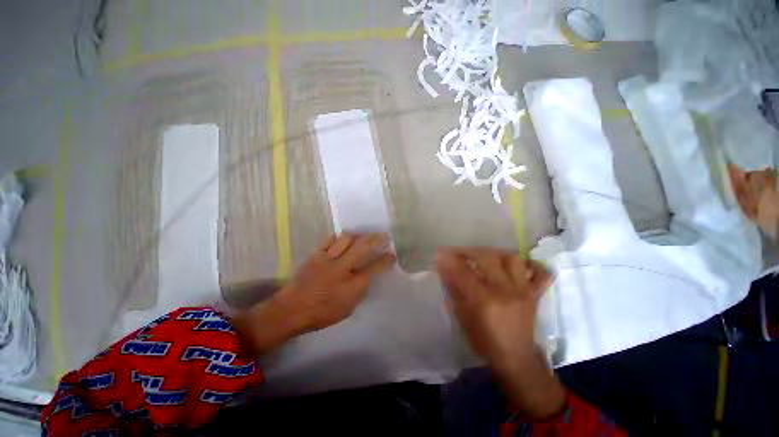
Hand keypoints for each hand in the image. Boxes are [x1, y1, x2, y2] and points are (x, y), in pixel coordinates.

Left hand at [233, 233, 395, 355]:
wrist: (291, 310)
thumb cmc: (321, 314)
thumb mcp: (347, 308)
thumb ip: (359, 290)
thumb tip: (366, 275)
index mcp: (351, 286)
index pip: (374, 268)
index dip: (385, 260)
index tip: (391, 254)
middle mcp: (341, 269)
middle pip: (362, 247)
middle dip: (376, 239)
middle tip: (383, 235)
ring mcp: (327, 260)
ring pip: (346, 239)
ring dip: (357, 237)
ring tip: (361, 237)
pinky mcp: (315, 255)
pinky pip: (330, 240)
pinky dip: (339, 238)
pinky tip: (342, 240)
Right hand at [436, 247, 564, 418]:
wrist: (515, 357)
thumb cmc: (484, 340)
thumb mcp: (462, 316)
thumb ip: (454, 289)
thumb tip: (444, 268)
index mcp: (485, 300)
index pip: (464, 272)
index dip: (451, 260)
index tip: (441, 253)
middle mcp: (506, 291)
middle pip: (487, 258)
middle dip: (470, 251)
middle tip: (460, 253)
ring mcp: (523, 290)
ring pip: (511, 259)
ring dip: (494, 254)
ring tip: (484, 258)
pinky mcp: (535, 294)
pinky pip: (541, 273)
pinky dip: (531, 264)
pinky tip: (519, 264)